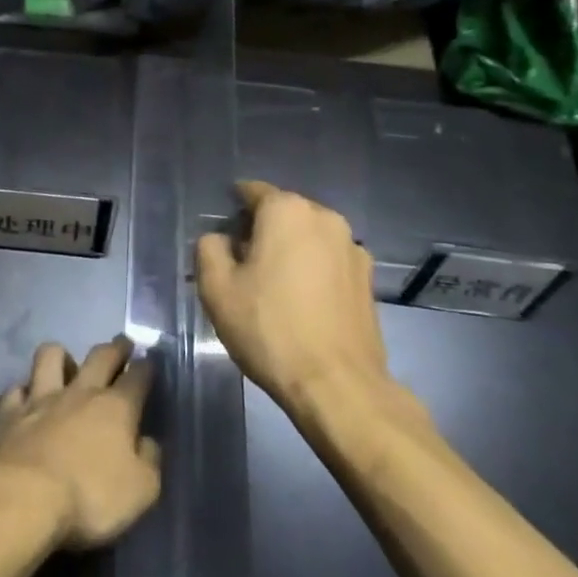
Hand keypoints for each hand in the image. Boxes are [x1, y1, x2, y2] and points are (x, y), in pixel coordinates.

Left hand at [0, 336, 161, 549]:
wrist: (22, 498)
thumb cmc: (89, 497)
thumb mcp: (140, 491)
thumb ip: (149, 462)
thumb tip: (148, 442)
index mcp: (116, 408)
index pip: (137, 377)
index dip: (146, 367)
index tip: (149, 361)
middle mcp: (80, 392)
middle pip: (101, 356)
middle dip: (115, 348)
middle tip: (121, 344)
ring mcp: (41, 397)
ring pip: (51, 356)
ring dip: (61, 356)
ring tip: (66, 364)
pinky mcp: (8, 412)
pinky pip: (16, 389)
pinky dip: (23, 392)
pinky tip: (25, 400)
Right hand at [195, 181, 397, 421]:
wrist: (337, 385)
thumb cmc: (270, 328)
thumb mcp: (216, 288)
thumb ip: (209, 248)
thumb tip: (221, 239)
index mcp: (287, 210)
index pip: (252, 191)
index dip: (232, 209)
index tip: (222, 236)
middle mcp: (325, 217)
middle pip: (282, 213)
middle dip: (261, 230)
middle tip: (242, 266)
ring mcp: (353, 247)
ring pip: (308, 237)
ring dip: (290, 251)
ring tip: (274, 288)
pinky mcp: (368, 279)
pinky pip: (329, 261)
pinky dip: (313, 271)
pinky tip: (303, 304)